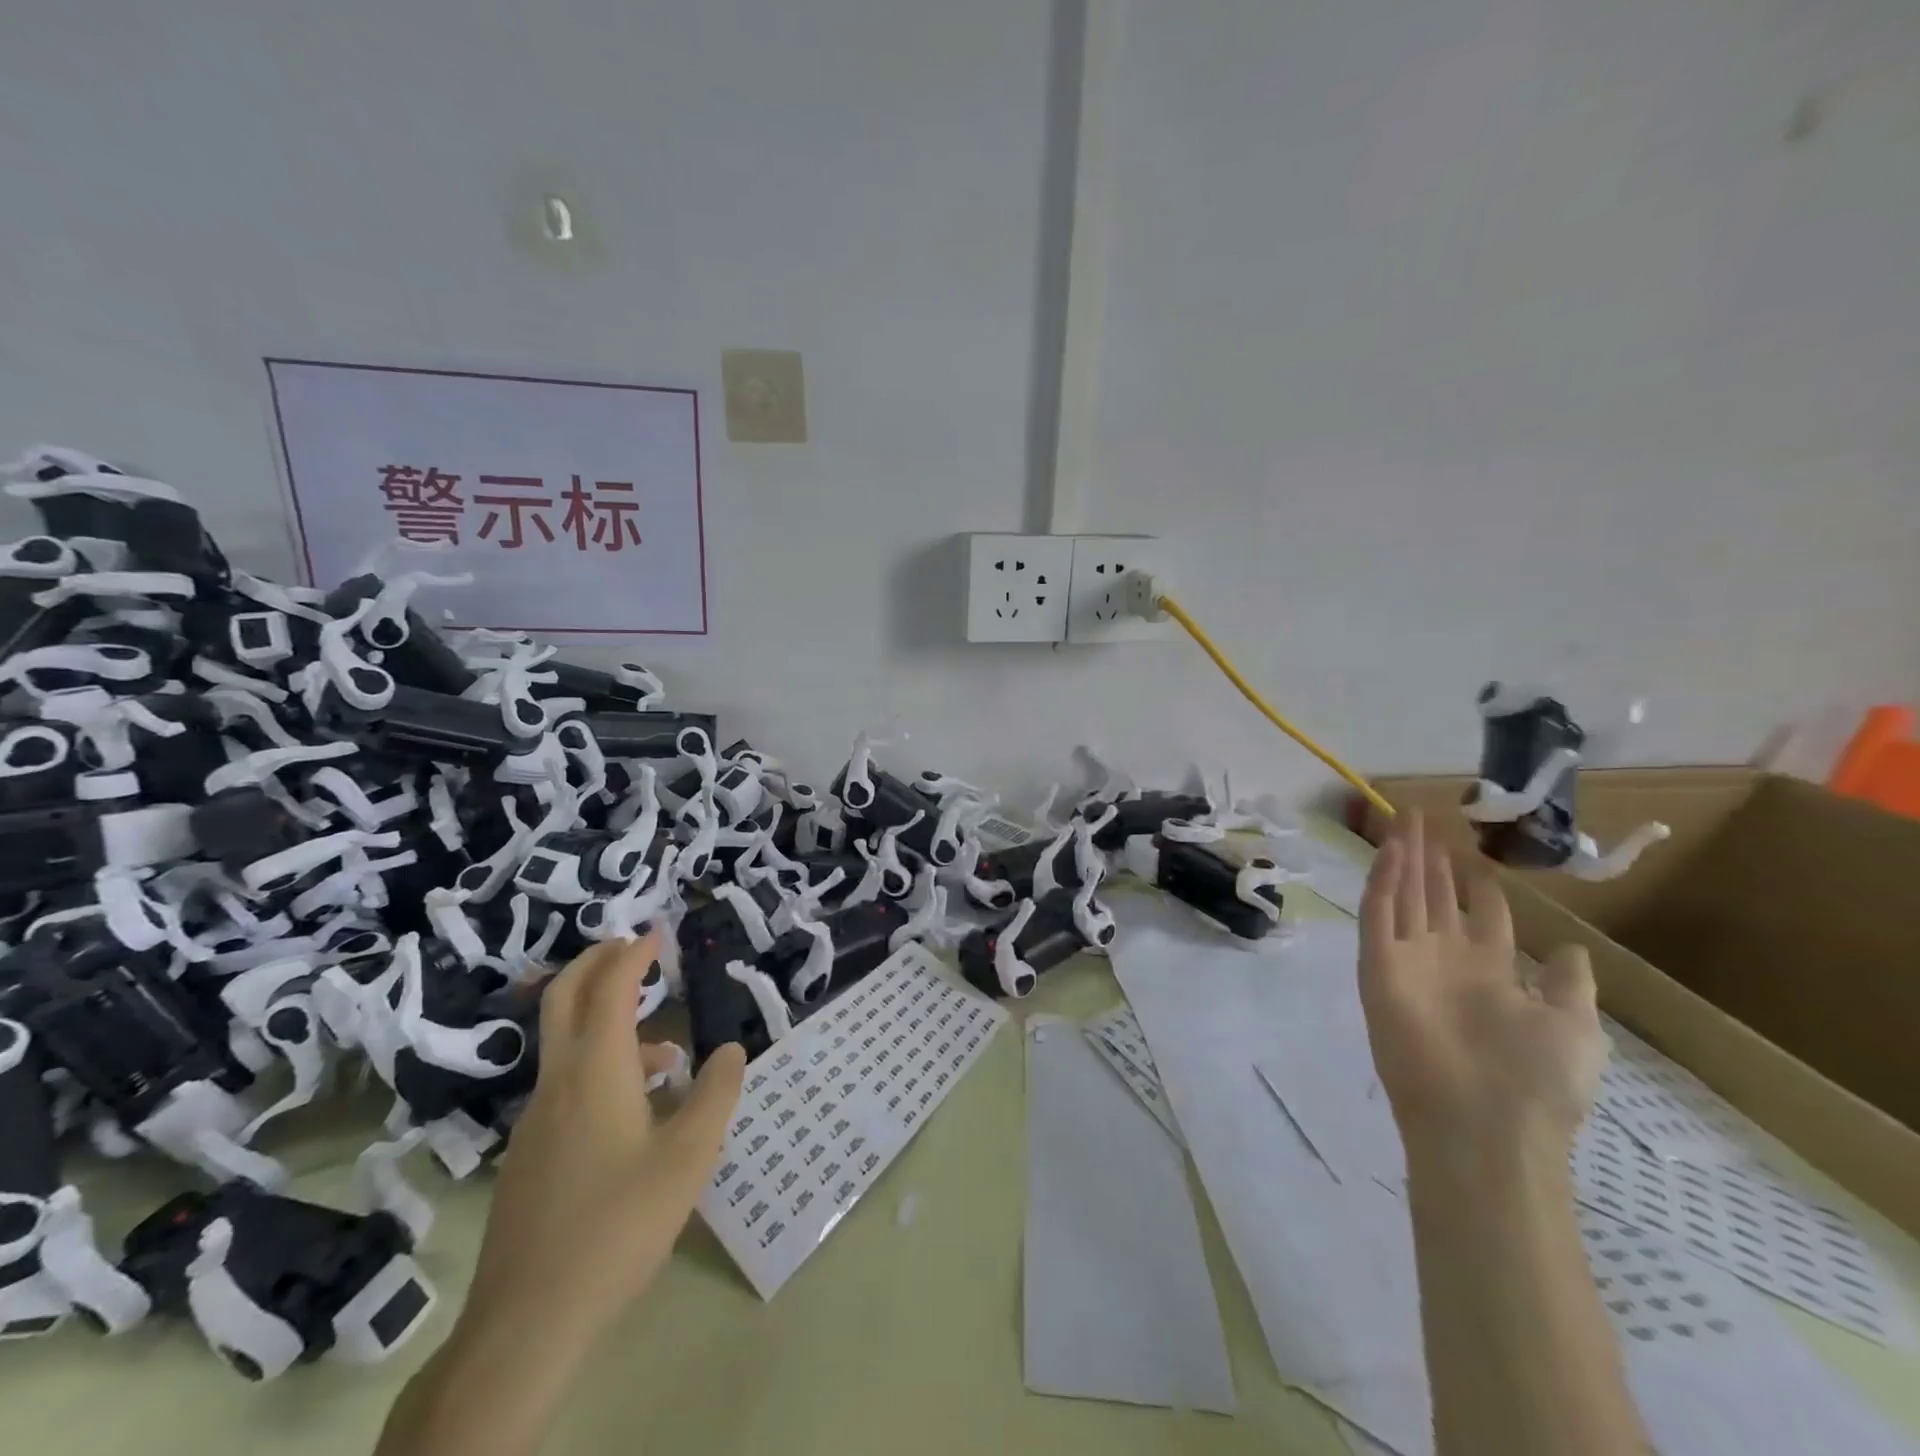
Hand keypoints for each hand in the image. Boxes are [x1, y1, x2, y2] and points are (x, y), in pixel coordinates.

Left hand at [459, 935, 746, 1355]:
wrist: (526, 1322)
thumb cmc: (618, 1224)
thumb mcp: (689, 1157)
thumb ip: (715, 1094)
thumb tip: (729, 1050)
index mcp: (597, 1071)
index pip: (610, 988)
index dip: (633, 954)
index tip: (657, 934)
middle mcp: (559, 1082)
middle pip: (563, 998)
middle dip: (595, 962)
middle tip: (630, 946)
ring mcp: (536, 1120)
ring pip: (566, 1046)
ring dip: (605, 1023)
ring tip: (664, 1051)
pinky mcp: (528, 1155)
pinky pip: (565, 1085)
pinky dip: (599, 1067)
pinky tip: (635, 1114)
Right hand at [1357, 812, 1607, 1158]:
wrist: (1484, 1125)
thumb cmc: (1536, 1080)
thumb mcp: (1576, 1029)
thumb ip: (1568, 985)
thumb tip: (1568, 948)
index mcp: (1489, 973)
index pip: (1479, 915)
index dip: (1476, 883)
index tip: (1473, 851)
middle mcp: (1445, 959)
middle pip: (1434, 895)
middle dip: (1431, 856)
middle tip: (1423, 816)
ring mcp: (1408, 959)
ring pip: (1404, 894)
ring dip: (1404, 857)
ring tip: (1404, 818)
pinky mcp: (1379, 965)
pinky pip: (1379, 914)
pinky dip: (1383, 881)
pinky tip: (1390, 850)